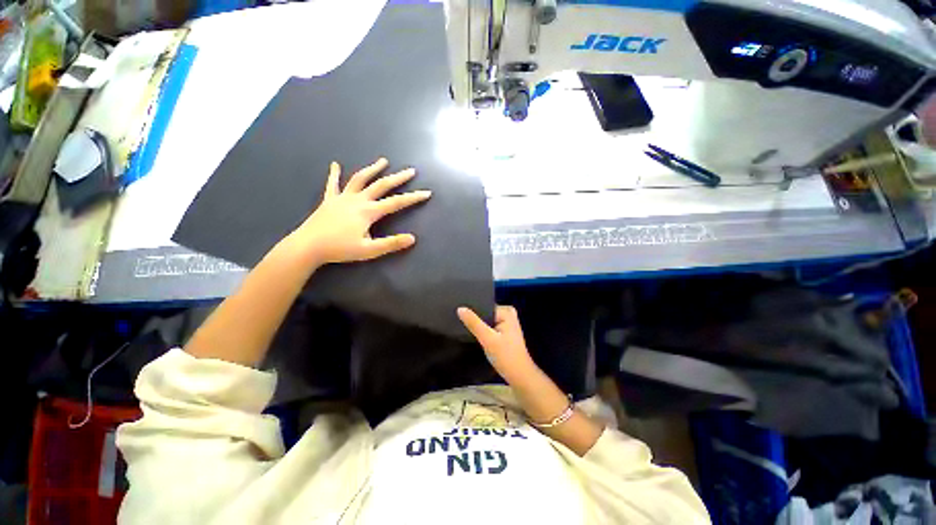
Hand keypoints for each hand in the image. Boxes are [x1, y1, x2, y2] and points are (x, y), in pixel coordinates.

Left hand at [290, 158, 430, 264]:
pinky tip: (335, 165)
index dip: (413, 198)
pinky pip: (333, 184)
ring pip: (360, 179)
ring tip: (383, 161)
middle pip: (381, 185)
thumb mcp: (369, 250)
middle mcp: (358, 200)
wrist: (308, 246)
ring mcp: (342, 198)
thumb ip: (391, 243)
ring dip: (373, 169)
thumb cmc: (340, 249)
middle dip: (398, 178)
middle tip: (410, 171)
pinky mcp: (329, 200)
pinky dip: (335, 174)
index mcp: (369, 211)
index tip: (426, 192)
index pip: (396, 202)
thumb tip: (413, 238)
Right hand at [457, 305, 537, 382]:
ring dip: (477, 326)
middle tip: (459, 321)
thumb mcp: (488, 339)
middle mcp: (507, 314)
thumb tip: (460, 308)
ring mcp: (505, 324)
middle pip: (485, 313)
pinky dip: (482, 331)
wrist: (519, 377)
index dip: (472, 311)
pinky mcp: (503, 333)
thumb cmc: (506, 356)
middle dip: (474, 319)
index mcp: (507, 311)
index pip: (484, 306)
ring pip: (485, 321)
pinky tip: (472, 334)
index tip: (457, 314)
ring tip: (463, 327)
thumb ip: (474, 323)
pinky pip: (488, 327)